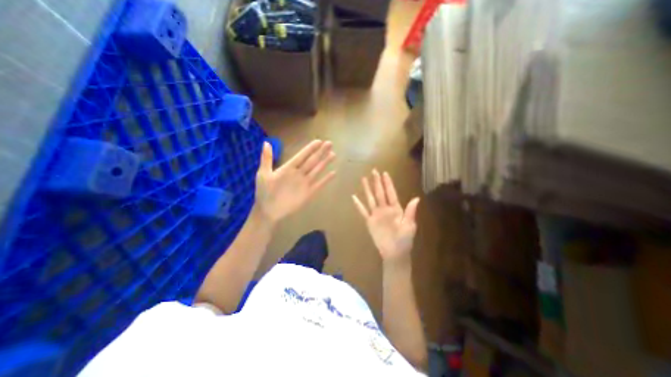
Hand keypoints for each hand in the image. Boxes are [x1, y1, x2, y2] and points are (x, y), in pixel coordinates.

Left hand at [256, 142, 334, 223]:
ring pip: (317, 170)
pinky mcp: (309, 193)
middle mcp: (299, 173)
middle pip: (312, 160)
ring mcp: (305, 183)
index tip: (319, 141)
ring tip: (333, 154)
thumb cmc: (264, 192)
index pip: (302, 155)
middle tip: (330, 143)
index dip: (310, 148)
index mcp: (289, 168)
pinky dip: (326, 179)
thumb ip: (267, 159)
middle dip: (321, 152)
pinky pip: (319, 184)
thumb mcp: (263, 174)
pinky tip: (333, 173)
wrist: (269, 211)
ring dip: (325, 162)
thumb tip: (266, 142)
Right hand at [352, 170, 416, 262]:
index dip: (388, 183)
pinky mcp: (369, 221)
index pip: (391, 193)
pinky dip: (358, 204)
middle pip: (379, 193)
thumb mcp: (410, 226)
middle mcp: (385, 209)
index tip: (385, 173)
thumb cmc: (404, 240)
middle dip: (377, 182)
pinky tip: (354, 197)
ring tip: (363, 179)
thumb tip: (416, 198)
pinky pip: (362, 211)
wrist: (394, 253)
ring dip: (367, 189)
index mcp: (396, 209)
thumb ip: (410, 212)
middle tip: (373, 171)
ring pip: (370, 198)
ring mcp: (376, 214)